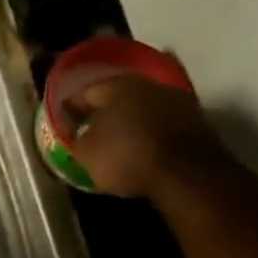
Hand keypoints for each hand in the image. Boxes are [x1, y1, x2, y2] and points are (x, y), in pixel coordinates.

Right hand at [62, 75, 222, 199]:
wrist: (186, 174)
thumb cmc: (126, 157)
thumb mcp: (86, 154)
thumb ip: (73, 139)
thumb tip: (72, 132)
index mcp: (116, 85)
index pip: (83, 93)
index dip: (69, 109)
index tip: (62, 123)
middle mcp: (147, 83)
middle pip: (116, 96)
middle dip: (102, 112)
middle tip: (90, 130)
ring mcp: (175, 99)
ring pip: (142, 107)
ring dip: (129, 120)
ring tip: (117, 141)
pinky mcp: (195, 119)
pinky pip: (162, 122)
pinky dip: (150, 131)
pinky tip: (143, 146)